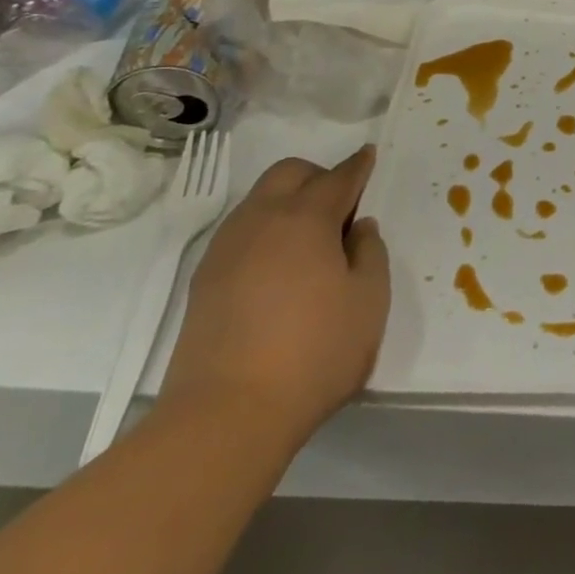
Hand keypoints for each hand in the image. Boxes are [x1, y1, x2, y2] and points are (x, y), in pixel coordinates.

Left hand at [159, 146, 389, 458]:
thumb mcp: (370, 299)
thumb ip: (370, 252)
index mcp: (306, 218)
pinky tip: (281, 267)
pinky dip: (266, 231)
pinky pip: (241, 233)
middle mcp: (261, 221)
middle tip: (342, 206)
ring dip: (288, 202)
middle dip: (318, 175)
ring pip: (259, 201)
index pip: (338, 177)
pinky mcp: (204, 282)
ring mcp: (226, 251)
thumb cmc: (315, 352)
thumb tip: (358, 228)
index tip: (369, 156)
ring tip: (312, 240)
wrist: (225, 417)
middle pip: (288, 173)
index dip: (359, 166)